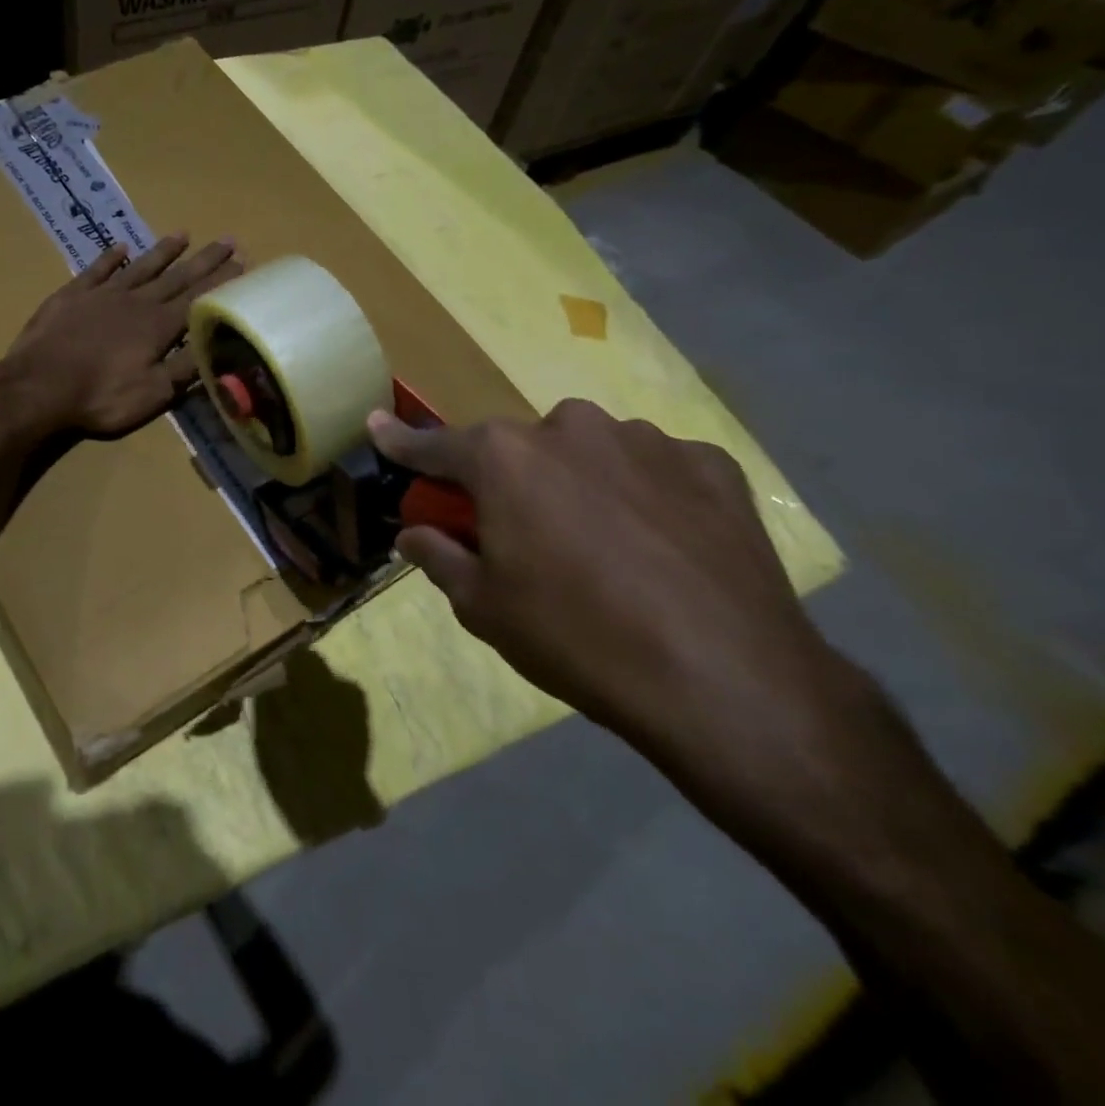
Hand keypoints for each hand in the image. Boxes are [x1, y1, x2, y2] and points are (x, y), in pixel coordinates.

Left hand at [7, 234, 241, 437]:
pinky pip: (98, 269)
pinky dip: (112, 257)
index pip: (198, 299)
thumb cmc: (101, 397)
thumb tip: (217, 347)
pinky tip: (122, 247)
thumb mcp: (153, 394)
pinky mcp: (72, 295)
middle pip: (176, 277)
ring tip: (184, 234)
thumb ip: (185, 369)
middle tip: (227, 240)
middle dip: (204, 260)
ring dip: (164, 251)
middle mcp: (136, 302)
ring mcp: (103, 294)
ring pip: (141, 267)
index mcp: (159, 327)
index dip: (221, 282)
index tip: (242, 263)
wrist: (39, 386)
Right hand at [369, 401, 852, 768]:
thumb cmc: (578, 638)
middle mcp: (570, 428)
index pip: (434, 446)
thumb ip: (439, 557)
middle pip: (520, 448)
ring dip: (581, 483)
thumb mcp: (485, 608)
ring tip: (606, 547)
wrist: (727, 681)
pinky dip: (645, 493)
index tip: (377, 425)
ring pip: (590, 451)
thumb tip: (414, 534)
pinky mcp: (712, 464)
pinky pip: (655, 468)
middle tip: (525, 535)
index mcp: (505, 458)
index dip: (401, 442)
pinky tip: (664, 544)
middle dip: (511, 481)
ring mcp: (647, 440)